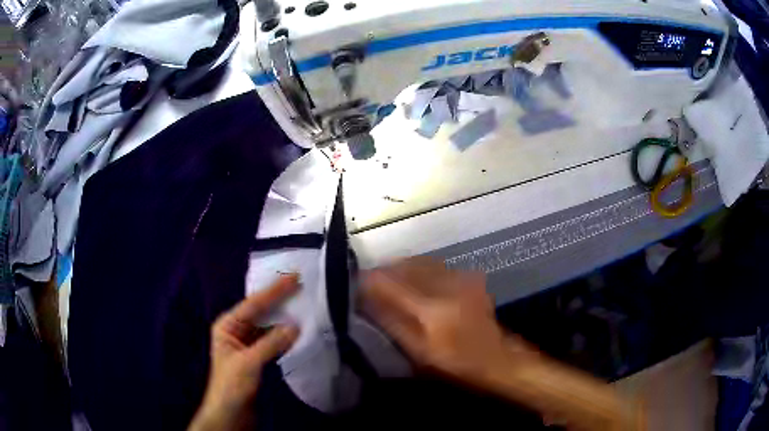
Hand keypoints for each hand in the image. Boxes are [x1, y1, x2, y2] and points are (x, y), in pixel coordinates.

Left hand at [189, 275, 299, 430]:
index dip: (273, 291)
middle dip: (278, 300)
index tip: (293, 277)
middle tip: (300, 286)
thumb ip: (271, 343)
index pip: (253, 304)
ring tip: (302, 304)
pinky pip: (271, 339)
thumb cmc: (231, 385)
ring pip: (266, 325)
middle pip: (259, 311)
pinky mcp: (255, 356)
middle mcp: (235, 330)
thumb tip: (295, 326)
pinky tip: (296, 330)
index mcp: (227, 325)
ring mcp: (246, 343)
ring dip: (282, 317)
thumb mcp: (249, 362)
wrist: (229, 412)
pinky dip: (283, 334)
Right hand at [360, 258, 514, 384]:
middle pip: (404, 266)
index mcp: (432, 309)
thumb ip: (390, 324)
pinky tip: (412, 282)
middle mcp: (446, 285)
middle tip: (367, 283)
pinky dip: (417, 269)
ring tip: (386, 282)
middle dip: (382, 271)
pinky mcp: (468, 276)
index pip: (390, 282)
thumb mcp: (418, 353)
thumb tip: (364, 300)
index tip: (353, 284)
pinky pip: (435, 265)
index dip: (368, 280)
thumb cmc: (455, 365)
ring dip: (399, 268)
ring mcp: (461, 277)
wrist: (497, 359)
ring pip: (419, 261)